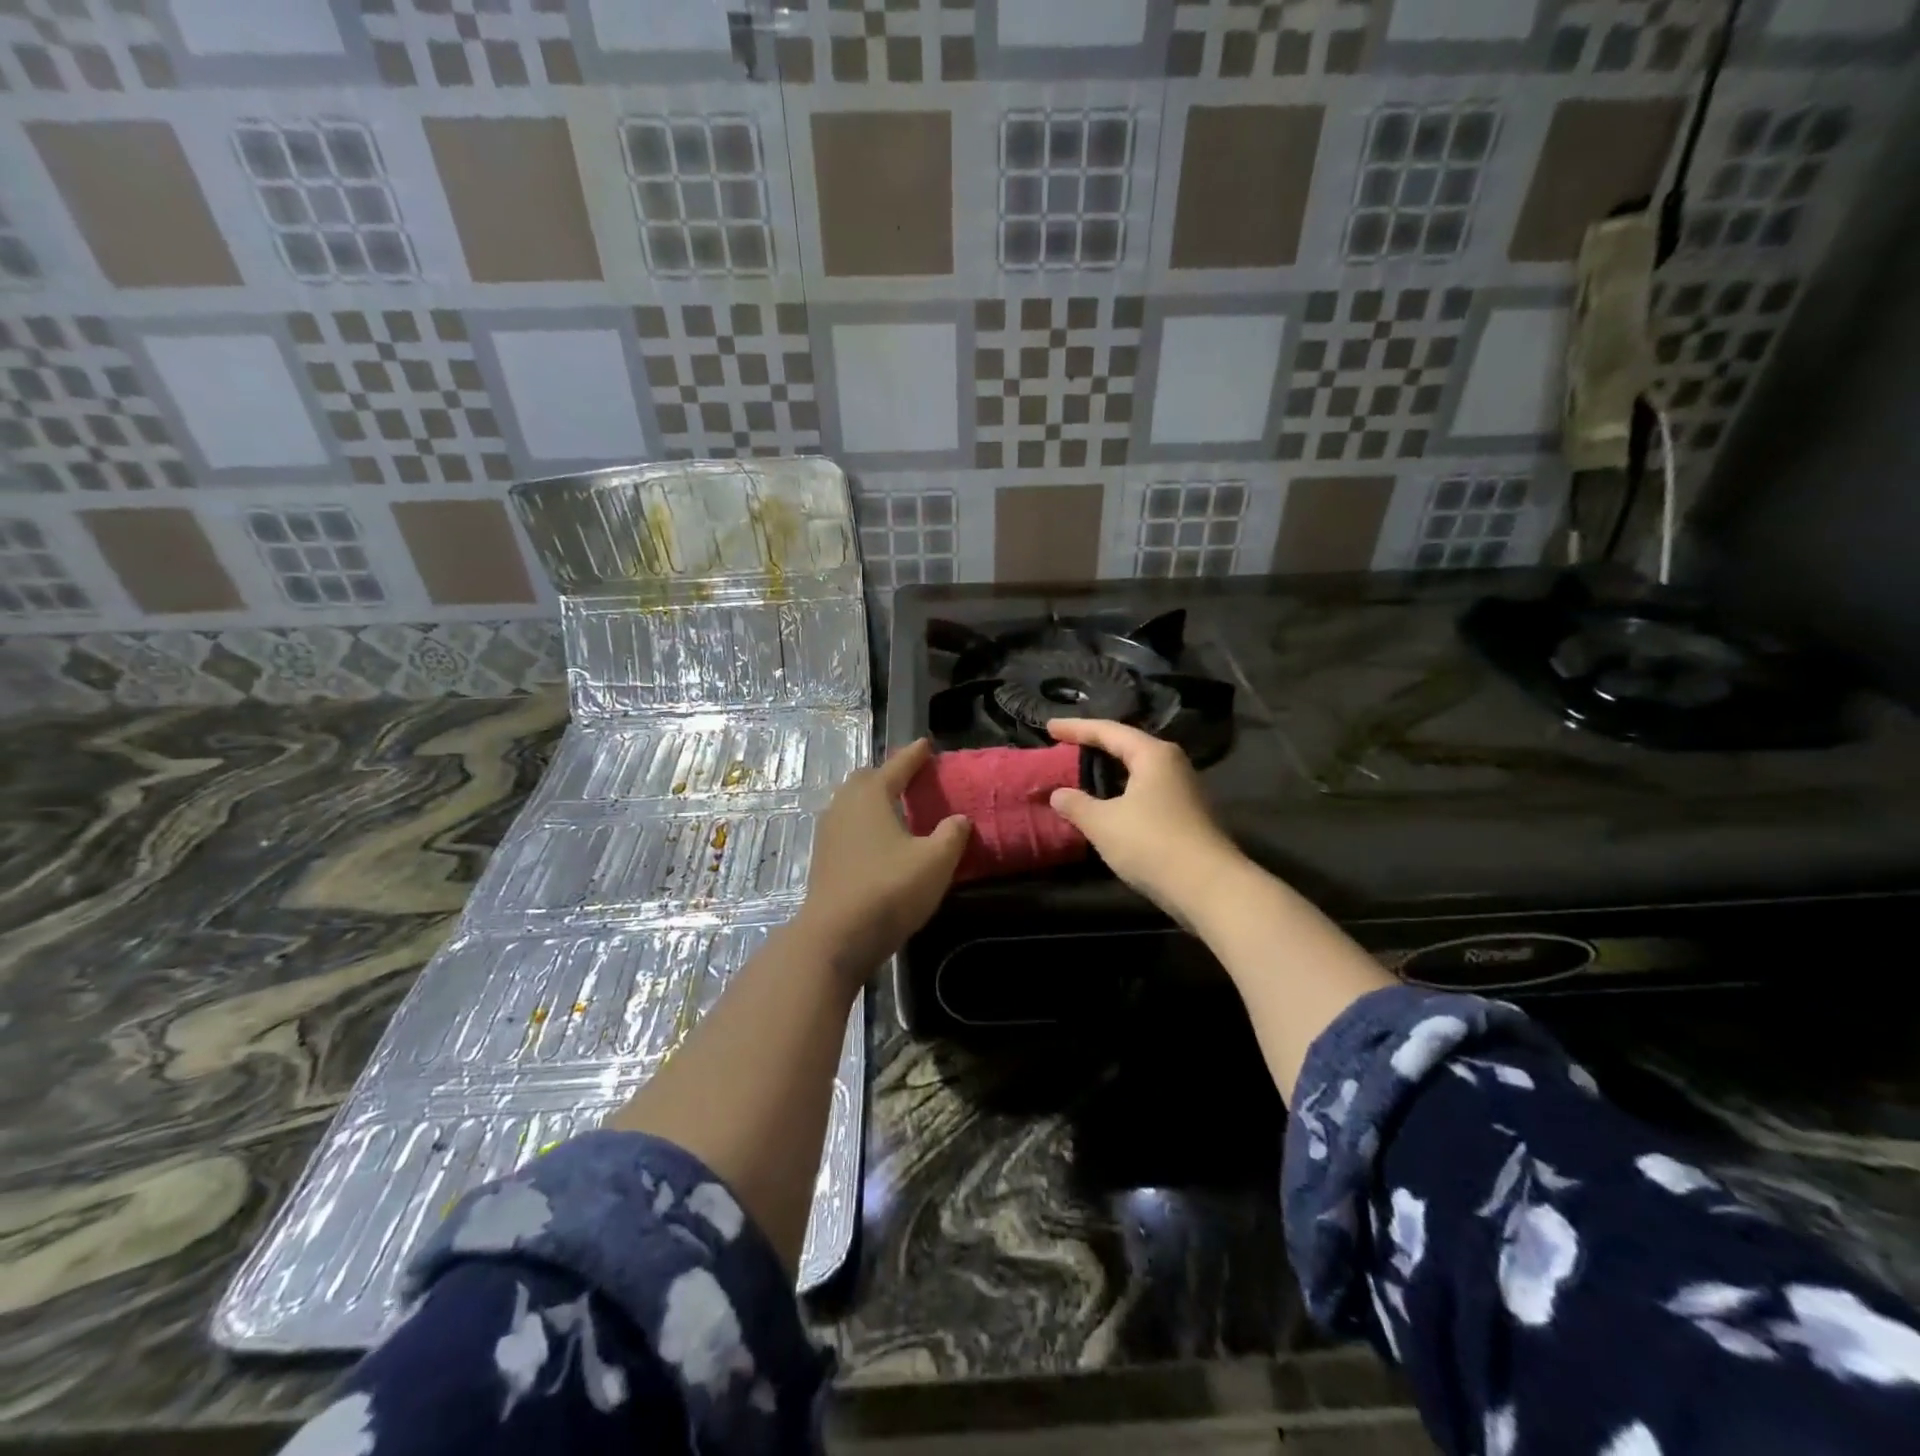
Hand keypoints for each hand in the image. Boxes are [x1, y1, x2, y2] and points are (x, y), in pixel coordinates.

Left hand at [793, 739, 969, 979]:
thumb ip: (951, 835)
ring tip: (897, 809)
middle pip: (867, 780)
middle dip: (889, 775)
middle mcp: (844, 805)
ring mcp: (829, 832)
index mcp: (871, 795)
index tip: (927, 744)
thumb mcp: (935, 861)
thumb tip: (959, 819)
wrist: (836, 936)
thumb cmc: (889, 889)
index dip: (915, 755)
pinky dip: (865, 823)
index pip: (897, 765)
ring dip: (874, 800)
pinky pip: (847, 826)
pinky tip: (879, 841)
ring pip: (853, 803)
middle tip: (912, 779)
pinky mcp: (823, 858)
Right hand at [1045, 718, 1242, 919]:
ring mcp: (1184, 790)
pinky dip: (1123, 792)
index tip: (1049, 727)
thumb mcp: (1103, 823)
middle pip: (1127, 746)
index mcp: (1153, 754)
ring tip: (1084, 774)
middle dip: (1096, 746)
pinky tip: (1109, 805)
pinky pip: (1146, 792)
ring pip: (1139, 771)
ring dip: (1111, 771)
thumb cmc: (1151, 843)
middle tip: (1066, 747)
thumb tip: (1058, 794)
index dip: (1076, 728)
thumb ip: (1076, 804)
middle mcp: (1172, 764)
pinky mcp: (1187, 815)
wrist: (1209, 888)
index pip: (1108, 731)